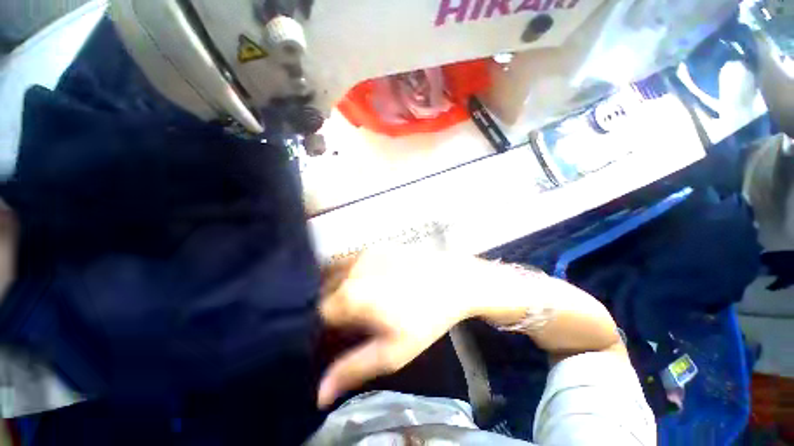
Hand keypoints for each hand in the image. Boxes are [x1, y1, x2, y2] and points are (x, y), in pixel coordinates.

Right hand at [317, 246, 480, 407]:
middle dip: (333, 305)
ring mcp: (364, 253)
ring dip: (338, 286)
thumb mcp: (391, 352)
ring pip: (334, 272)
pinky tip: (369, 280)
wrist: (453, 281)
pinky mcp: (376, 246)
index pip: (320, 312)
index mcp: (350, 296)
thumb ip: (352, 371)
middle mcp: (351, 269)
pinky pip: (351, 259)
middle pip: (325, 290)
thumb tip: (319, 396)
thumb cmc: (425, 319)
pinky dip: (350, 271)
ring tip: (360, 299)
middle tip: (355, 317)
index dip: (329, 326)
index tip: (344, 332)